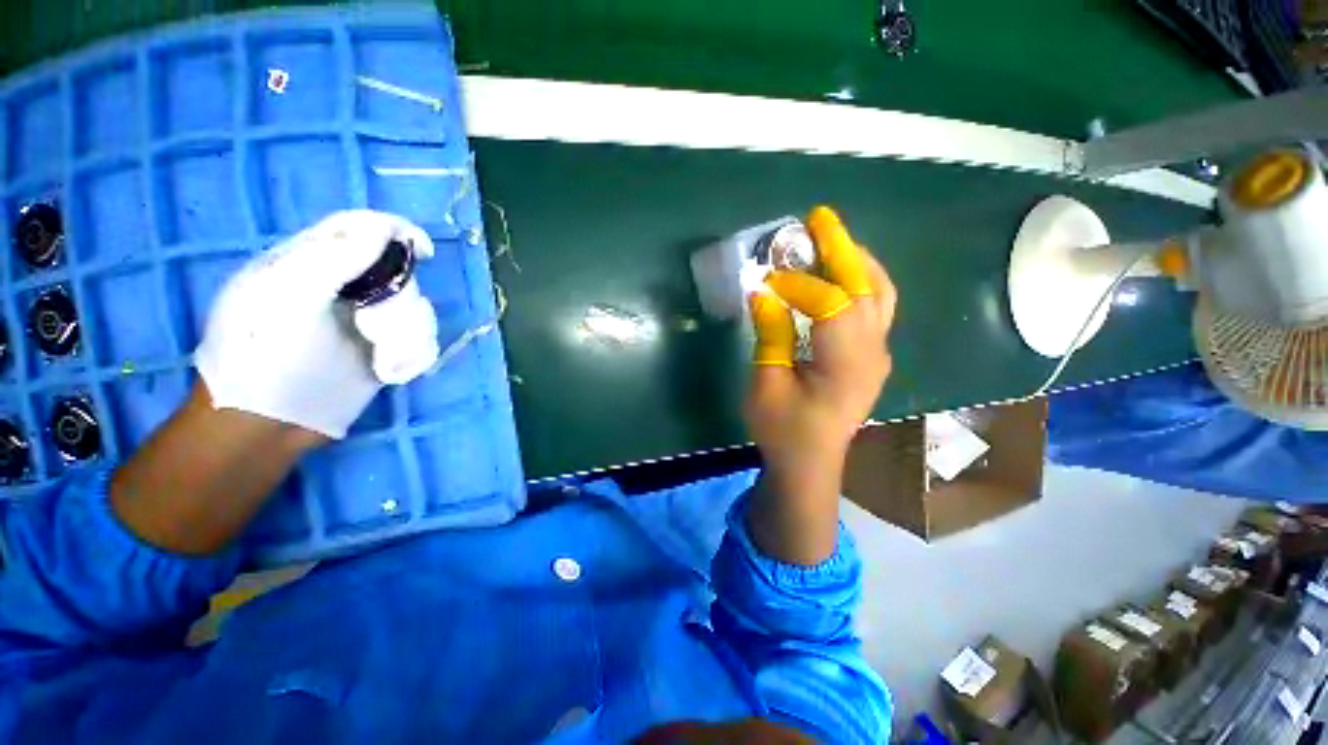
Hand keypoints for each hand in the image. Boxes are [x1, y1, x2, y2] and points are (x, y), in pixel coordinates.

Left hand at [194, 210, 437, 438]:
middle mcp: (344, 287)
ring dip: (408, 335)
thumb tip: (384, 229)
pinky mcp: (386, 349)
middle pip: (399, 273)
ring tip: (383, 360)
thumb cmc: (262, 358)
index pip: (359, 229)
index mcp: (310, 263)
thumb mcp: (286, 301)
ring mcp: (367, 320)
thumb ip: (333, 260)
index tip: (424, 251)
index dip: (395, 231)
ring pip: (417, 309)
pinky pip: (422, 339)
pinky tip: (390, 371)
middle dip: (400, 301)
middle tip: (376, 327)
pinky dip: (414, 354)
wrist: (268, 425)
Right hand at [743, 206, 895, 563]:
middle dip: (841, 248)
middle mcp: (871, 352)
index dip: (798, 285)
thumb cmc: (783, 429)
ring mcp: (878, 354)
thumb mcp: (766, 384)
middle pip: (865, 287)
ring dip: (858, 261)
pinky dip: (862, 281)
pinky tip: (843, 274)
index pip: (830, 304)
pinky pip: (876, 308)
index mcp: (844, 363)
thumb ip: (770, 336)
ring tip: (834, 239)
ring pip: (880, 294)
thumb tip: (764, 295)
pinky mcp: (872, 357)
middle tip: (819, 218)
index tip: (768, 280)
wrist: (810, 464)